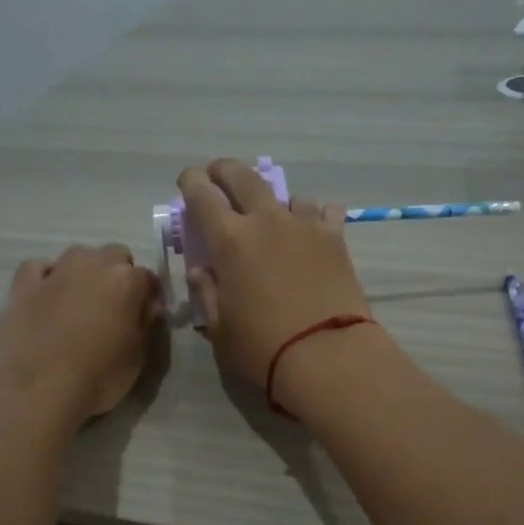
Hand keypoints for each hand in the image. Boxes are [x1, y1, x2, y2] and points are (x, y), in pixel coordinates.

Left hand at [0, 244, 162, 423]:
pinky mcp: (23, 286)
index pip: (147, 277)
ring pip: (77, 255)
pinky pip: (37, 268)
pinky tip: (47, 295)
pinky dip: (45, 276)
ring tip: (79, 301)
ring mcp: (55, 272)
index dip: (147, 296)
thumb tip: (149, 305)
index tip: (144, 315)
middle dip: (117, 274)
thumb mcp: (137, 356)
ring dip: (84, 271)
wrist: (40, 389)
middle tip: (113, 307)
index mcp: (126, 280)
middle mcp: (92, 264)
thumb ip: (145, 323)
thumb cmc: (99, 376)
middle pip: (113, 255)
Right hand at [176, 160, 371, 399]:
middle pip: (243, 177)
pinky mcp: (336, 239)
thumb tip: (201, 270)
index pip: (202, 196)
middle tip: (219, 175)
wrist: (327, 354)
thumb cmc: (262, 347)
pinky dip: (316, 215)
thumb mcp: (219, 329)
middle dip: (225, 170)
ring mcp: (305, 226)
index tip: (187, 181)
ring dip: (275, 201)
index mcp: (230, 240)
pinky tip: (315, 228)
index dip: (191, 182)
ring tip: (275, 216)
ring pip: (288, 195)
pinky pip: (325, 212)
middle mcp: (266, 221)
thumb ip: (206, 293)